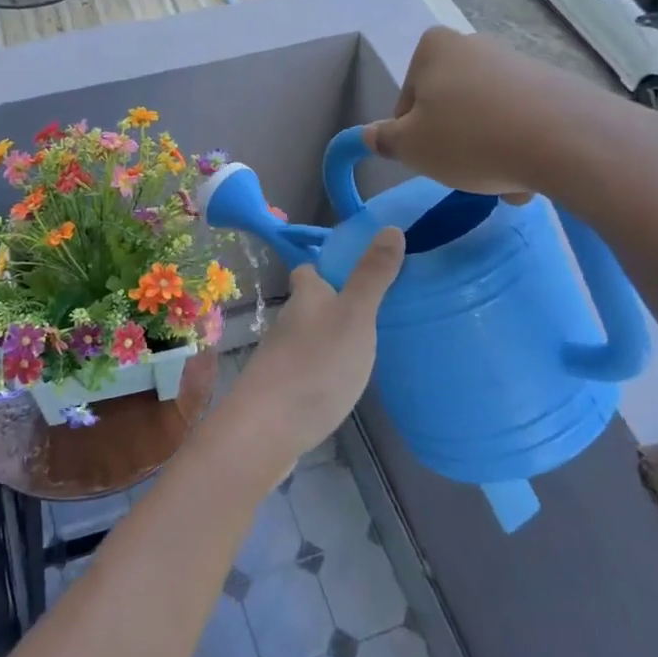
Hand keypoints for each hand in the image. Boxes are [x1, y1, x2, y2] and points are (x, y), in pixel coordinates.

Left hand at [222, 228, 405, 473]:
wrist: (267, 429)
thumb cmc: (316, 364)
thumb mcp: (354, 315)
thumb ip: (372, 275)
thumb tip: (389, 227)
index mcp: (305, 296)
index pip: (309, 269)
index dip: (328, 265)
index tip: (358, 268)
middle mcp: (289, 321)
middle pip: (311, 303)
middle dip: (336, 303)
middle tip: (376, 310)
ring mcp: (282, 357)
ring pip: (310, 336)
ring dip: (332, 336)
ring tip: (368, 345)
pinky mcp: (283, 390)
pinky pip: (309, 368)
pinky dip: (326, 368)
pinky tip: (345, 382)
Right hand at [363, 27, 657, 204]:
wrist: (565, 139)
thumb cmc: (469, 138)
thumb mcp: (411, 147)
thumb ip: (384, 140)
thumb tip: (369, 135)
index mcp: (433, 48)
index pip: (407, 100)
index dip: (411, 135)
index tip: (427, 158)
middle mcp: (474, 45)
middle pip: (448, 105)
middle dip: (453, 141)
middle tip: (462, 173)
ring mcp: (517, 62)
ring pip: (485, 117)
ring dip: (486, 150)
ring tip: (502, 184)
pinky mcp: (554, 85)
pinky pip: (521, 120)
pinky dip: (518, 146)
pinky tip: (528, 176)